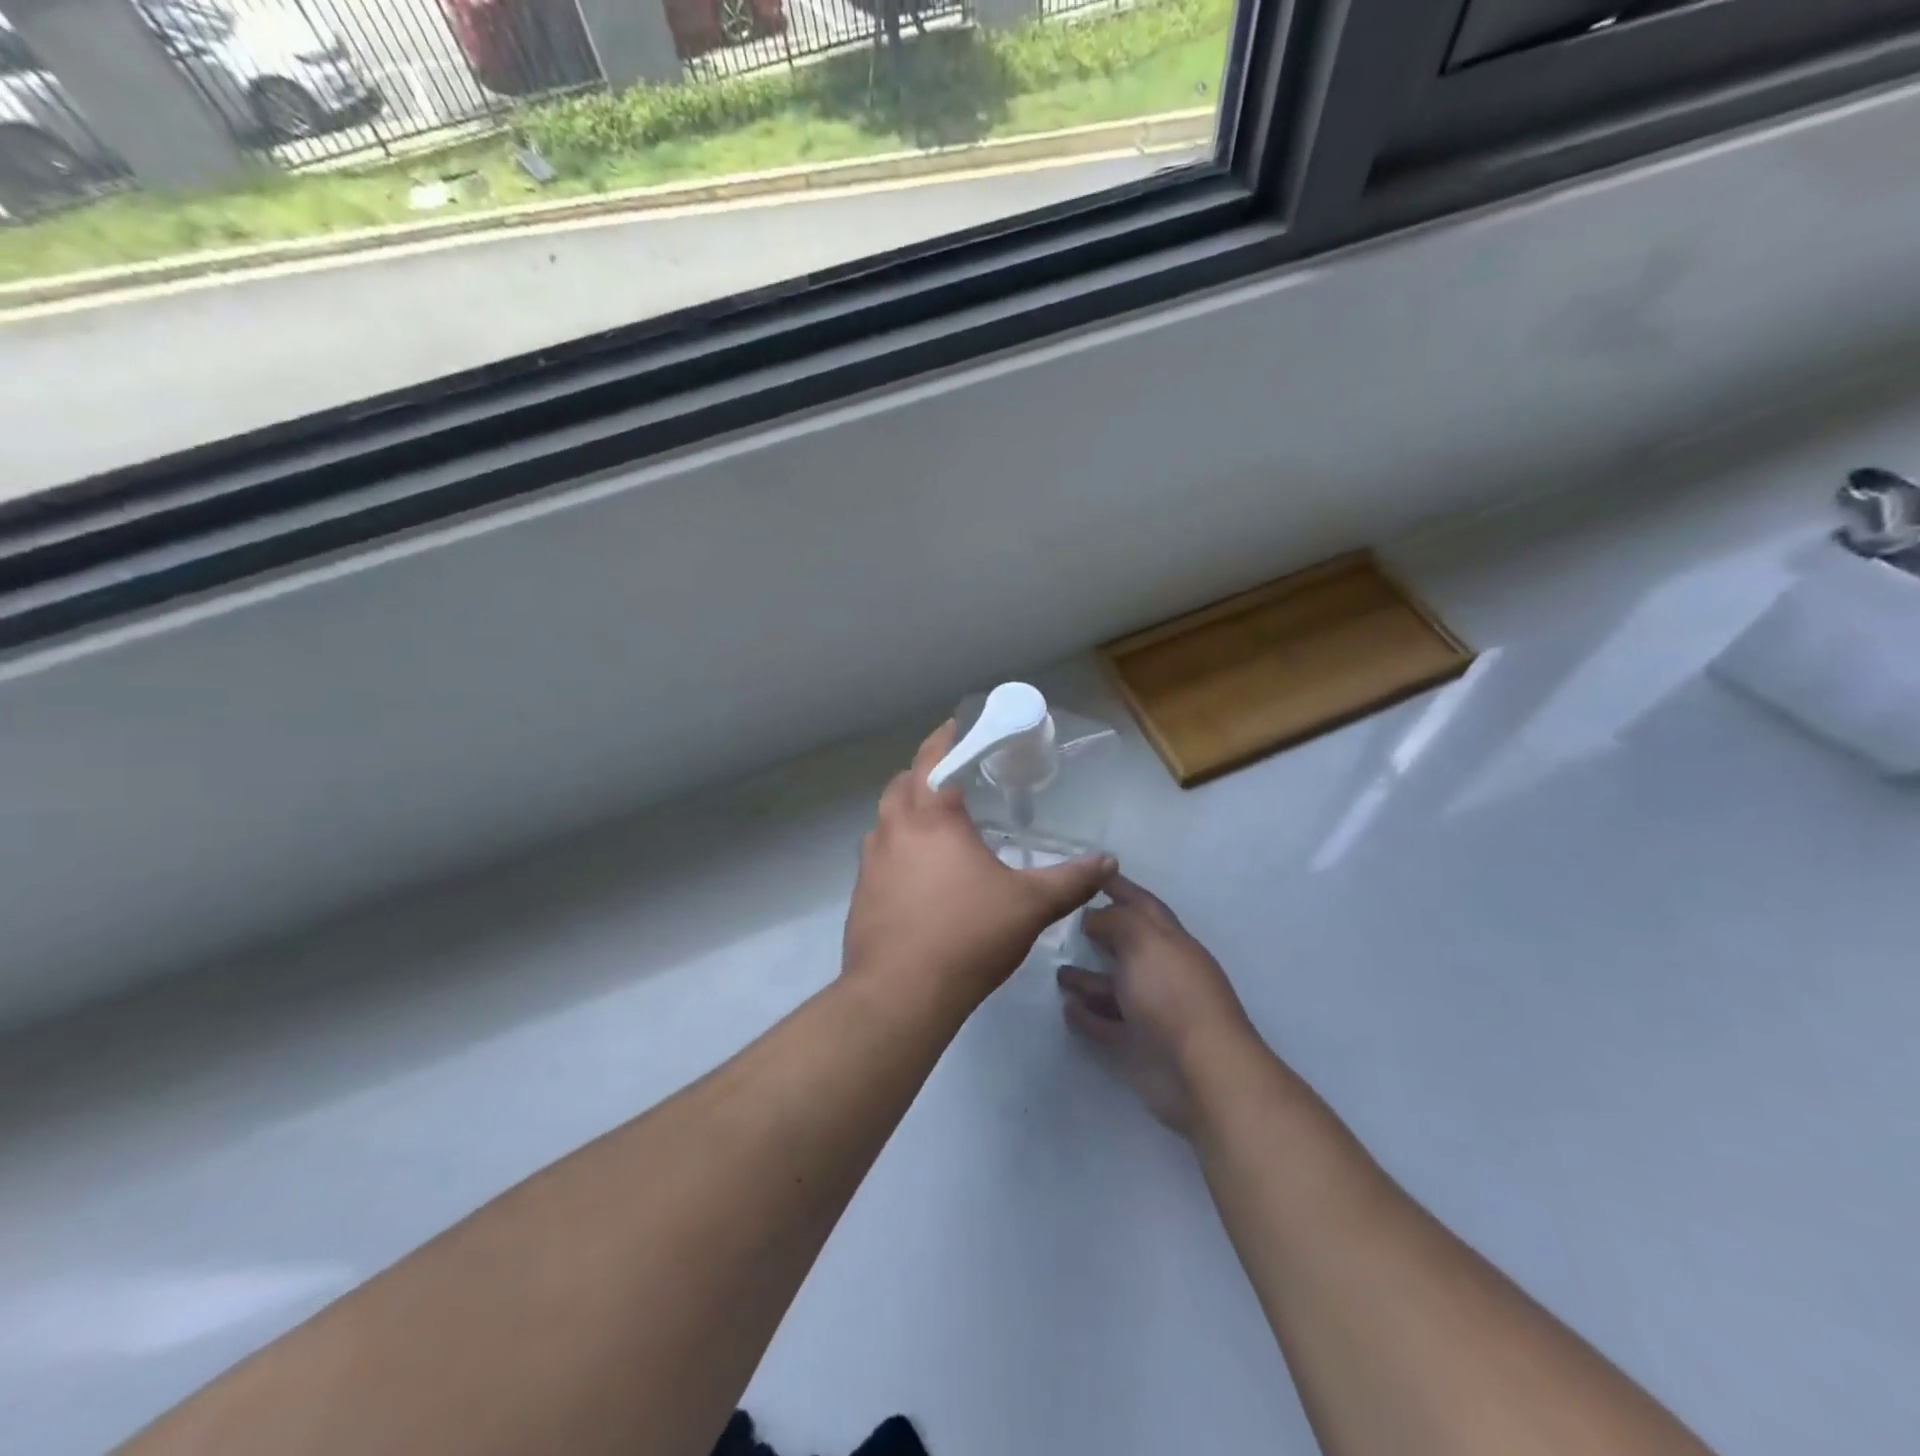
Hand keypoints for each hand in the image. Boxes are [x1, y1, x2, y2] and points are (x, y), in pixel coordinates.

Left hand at [844, 721, 1115, 1014]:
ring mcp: (870, 864)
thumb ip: (1070, 880)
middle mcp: (894, 831)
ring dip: (906, 813)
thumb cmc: (967, 935)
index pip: (932, 760)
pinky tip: (919, 878)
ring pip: (885, 822)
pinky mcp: (861, 896)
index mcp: (931, 819)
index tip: (954, 725)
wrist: (901, 994)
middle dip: (923, 774)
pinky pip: (878, 857)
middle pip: (901, 786)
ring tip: (936, 827)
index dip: (944, 738)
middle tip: (950, 780)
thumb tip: (1108, 862)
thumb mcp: (1030, 906)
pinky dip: (896, 850)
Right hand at [1058, 876, 1258, 1134]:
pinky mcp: (1139, 1046)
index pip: (1142, 905)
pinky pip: (1106, 1024)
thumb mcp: (1143, 941)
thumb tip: (1094, 918)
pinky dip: (1088, 1016)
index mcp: (1170, 941)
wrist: (1201, 1072)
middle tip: (1063, 922)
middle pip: (1127, 945)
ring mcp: (1151, 1011)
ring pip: (1114, 987)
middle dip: (1100, 932)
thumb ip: (1116, 921)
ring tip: (1057, 971)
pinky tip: (1067, 1008)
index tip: (1092, 872)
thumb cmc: (1172, 994)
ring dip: (1087, 978)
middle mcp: (1162, 972)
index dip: (1119, 887)